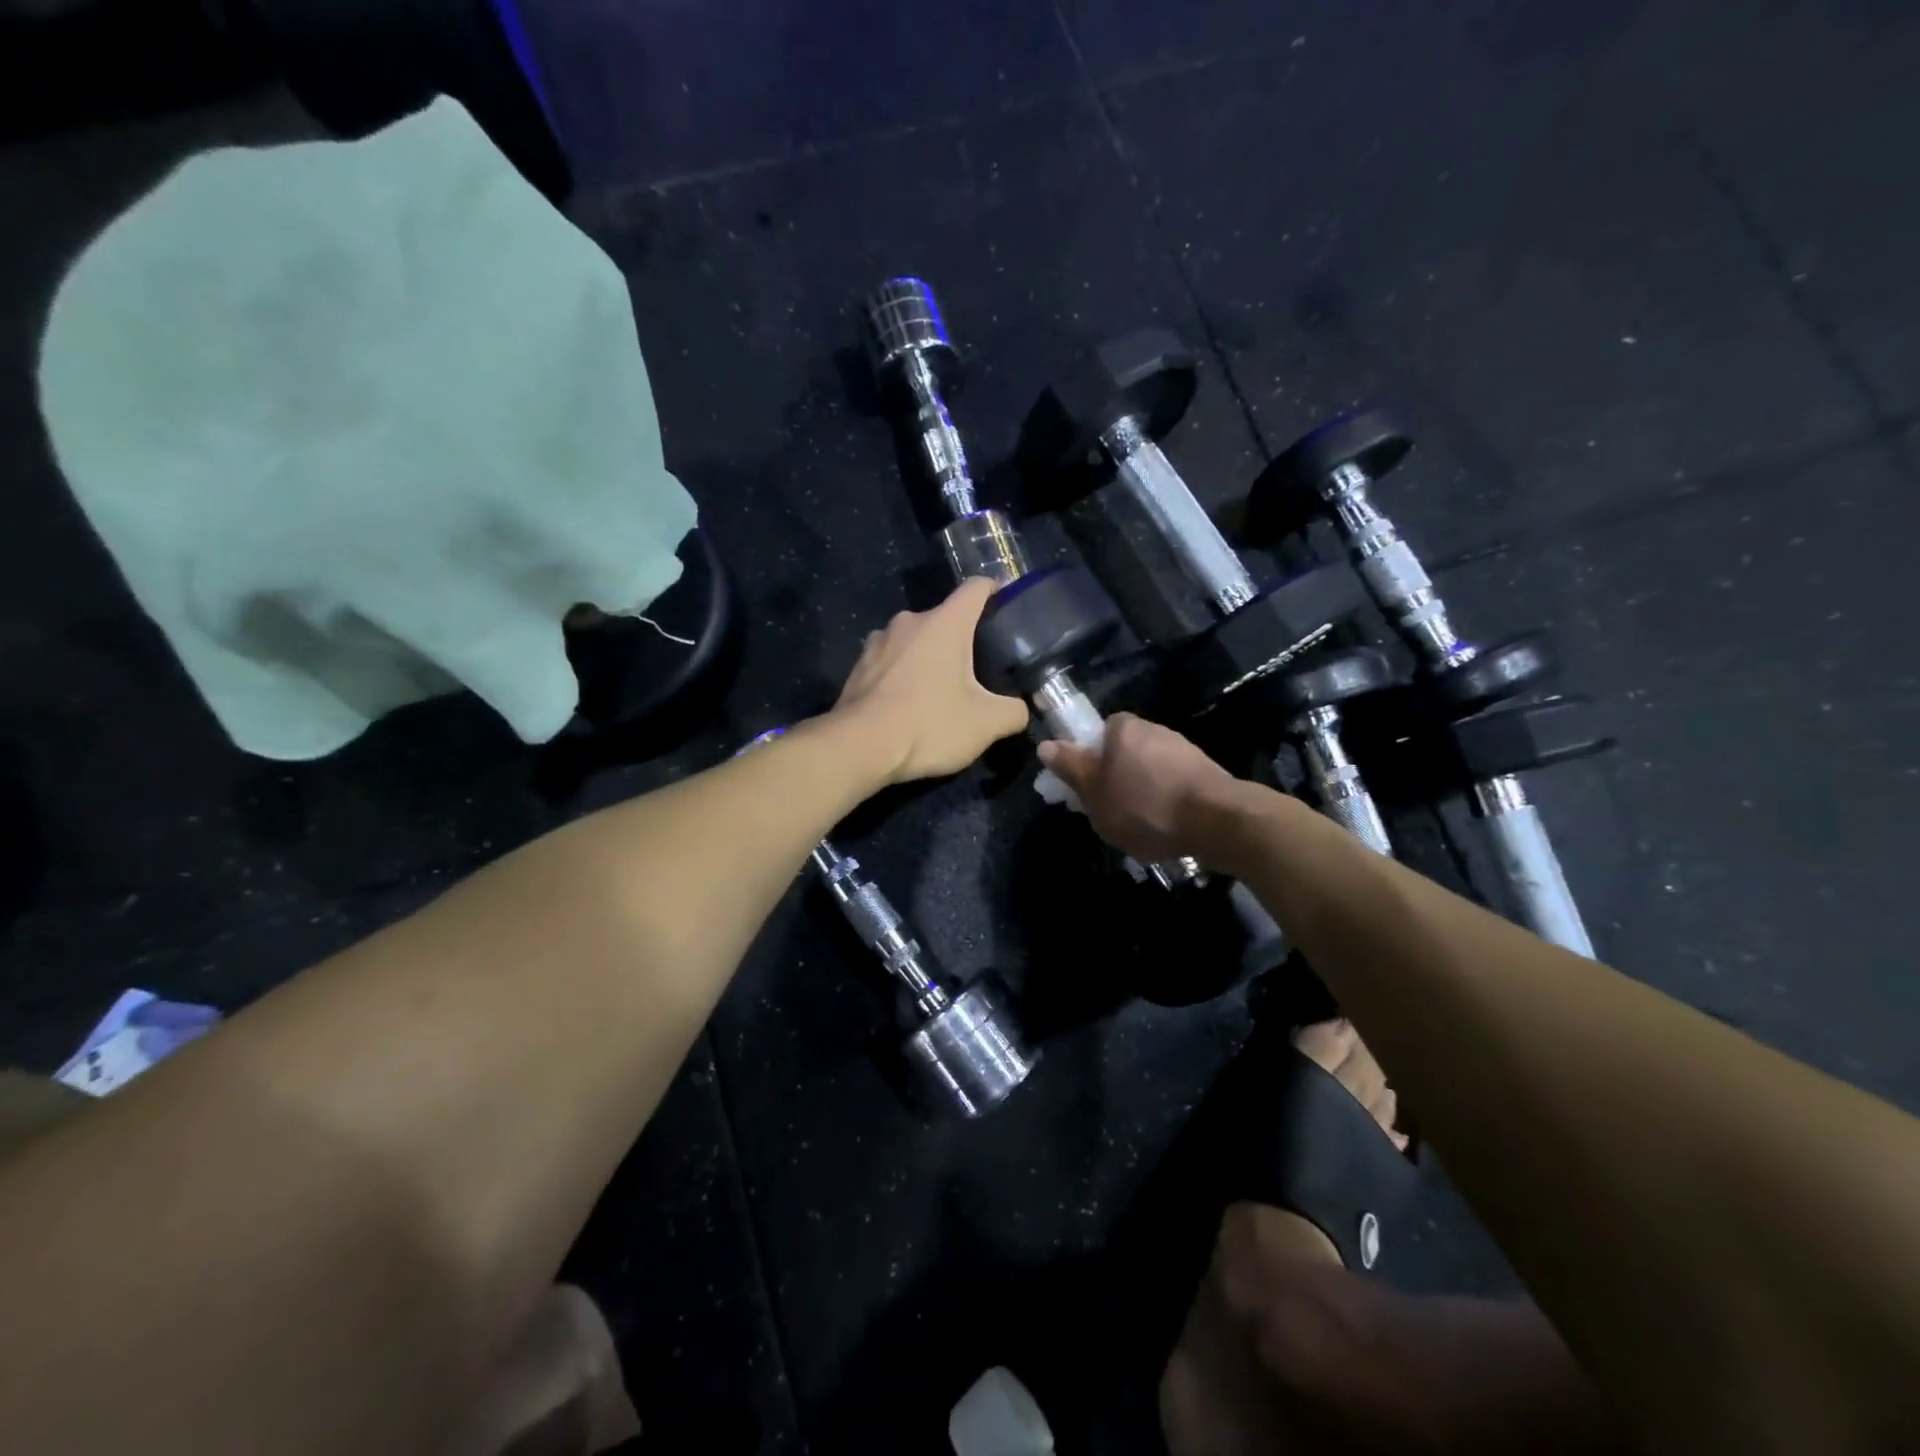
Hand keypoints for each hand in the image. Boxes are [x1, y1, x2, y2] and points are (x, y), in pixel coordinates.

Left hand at [833, 577, 1029, 783]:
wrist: (860, 747)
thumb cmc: (929, 724)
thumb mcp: (987, 724)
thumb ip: (1013, 711)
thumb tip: (1020, 710)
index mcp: (945, 623)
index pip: (976, 587)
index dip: (996, 592)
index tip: (1006, 610)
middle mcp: (909, 622)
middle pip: (944, 618)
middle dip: (962, 639)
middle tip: (978, 670)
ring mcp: (877, 642)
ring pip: (914, 641)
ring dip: (928, 658)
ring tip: (940, 689)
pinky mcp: (857, 668)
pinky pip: (889, 663)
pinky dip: (902, 676)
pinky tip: (908, 704)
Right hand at [1035, 713, 1236, 864]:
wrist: (1217, 822)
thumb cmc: (1144, 805)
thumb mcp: (1094, 792)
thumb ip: (1070, 768)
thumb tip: (1046, 745)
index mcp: (1123, 728)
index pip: (1097, 734)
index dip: (1089, 761)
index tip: (1088, 789)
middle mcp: (1154, 730)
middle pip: (1124, 754)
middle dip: (1117, 780)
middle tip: (1110, 812)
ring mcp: (1184, 750)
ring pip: (1149, 772)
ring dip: (1143, 794)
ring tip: (1140, 829)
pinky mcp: (1206, 773)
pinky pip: (1173, 786)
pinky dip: (1166, 804)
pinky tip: (1166, 829)